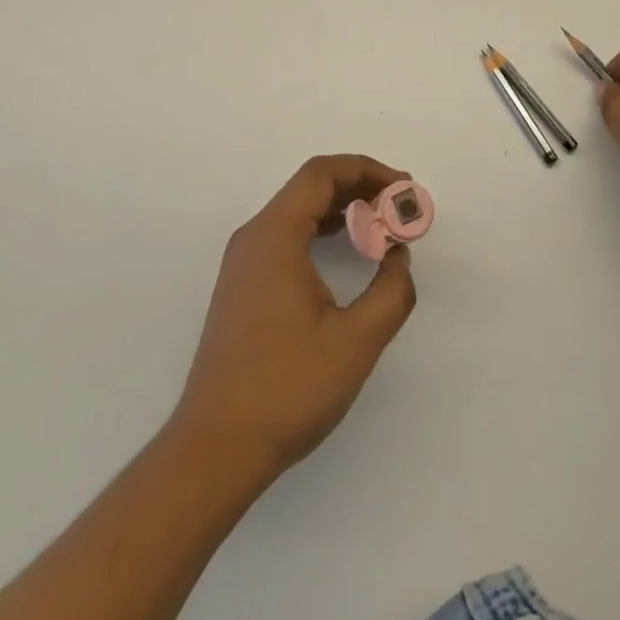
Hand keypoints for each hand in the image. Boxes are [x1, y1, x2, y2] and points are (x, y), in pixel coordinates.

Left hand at [172, 156, 418, 480]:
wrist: (215, 449)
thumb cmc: (287, 389)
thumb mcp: (356, 342)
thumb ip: (391, 291)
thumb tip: (397, 256)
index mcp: (275, 235)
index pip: (322, 173)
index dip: (368, 170)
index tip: (404, 189)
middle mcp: (254, 237)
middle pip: (310, 187)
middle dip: (359, 187)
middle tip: (399, 208)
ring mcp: (243, 262)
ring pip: (297, 211)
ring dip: (341, 209)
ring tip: (381, 226)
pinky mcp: (242, 286)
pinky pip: (286, 236)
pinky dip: (321, 231)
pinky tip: (345, 252)